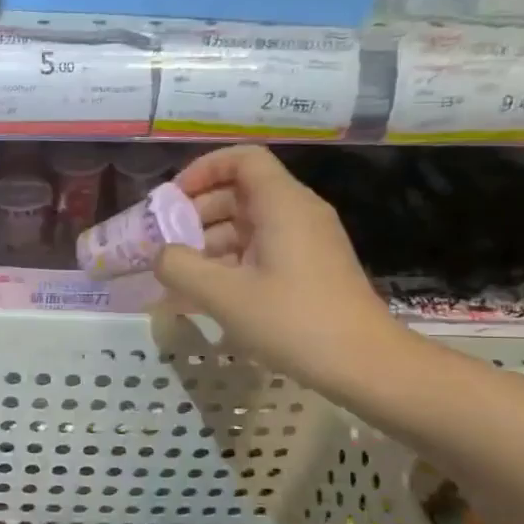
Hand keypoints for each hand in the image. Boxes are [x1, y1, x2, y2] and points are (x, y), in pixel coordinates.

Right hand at [155, 145, 406, 392]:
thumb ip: (180, 267)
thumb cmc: (292, 321)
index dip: (202, 170)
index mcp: (283, 204)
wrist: (364, 364)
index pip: (242, 159)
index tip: (172, 201)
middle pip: (241, 191)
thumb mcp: (224, 295)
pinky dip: (231, 260)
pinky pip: (261, 249)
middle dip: (198, 212)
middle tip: (166, 243)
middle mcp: (297, 212)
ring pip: (249, 224)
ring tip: (179, 274)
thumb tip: (159, 254)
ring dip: (210, 241)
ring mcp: (306, 241)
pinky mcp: (309, 268)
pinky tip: (207, 292)